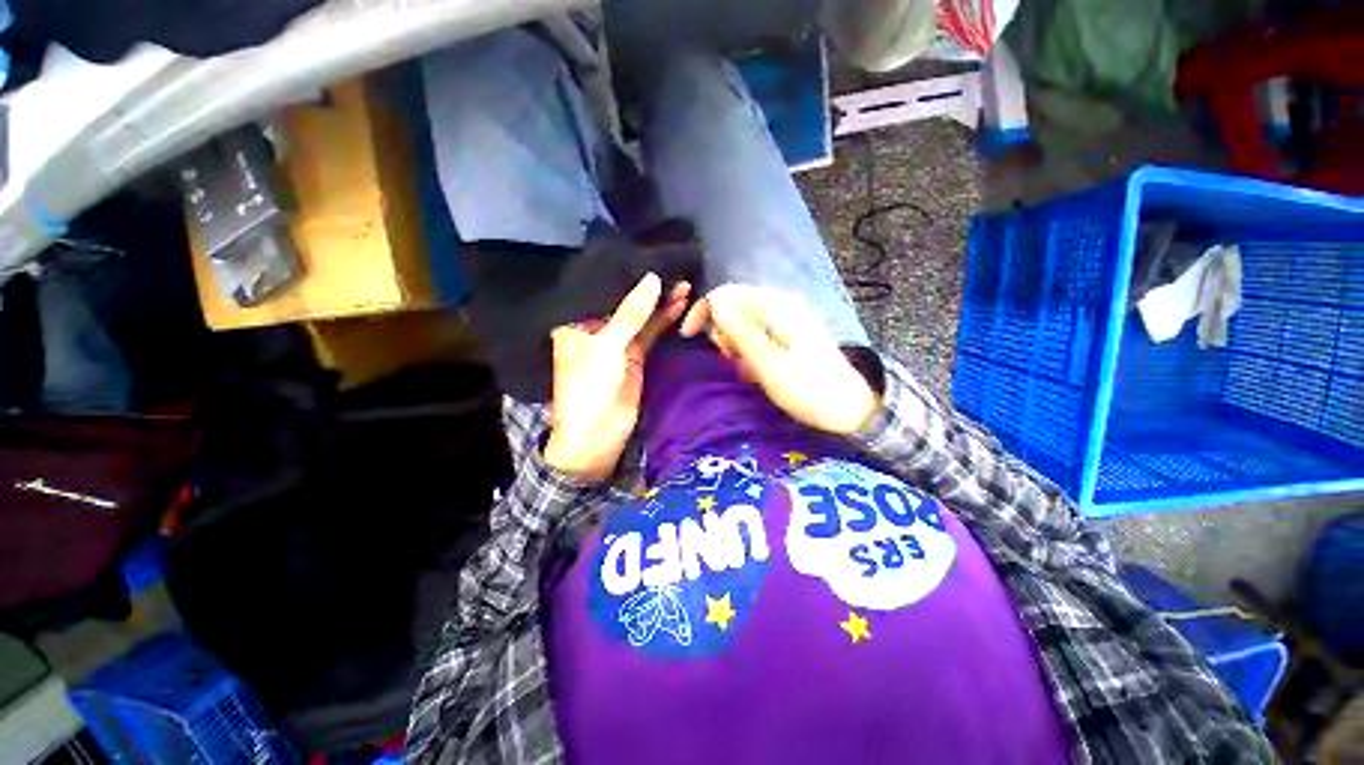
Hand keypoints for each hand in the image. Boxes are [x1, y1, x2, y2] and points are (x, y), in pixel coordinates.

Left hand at [544, 274, 690, 482]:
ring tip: (684, 283)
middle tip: (675, 269)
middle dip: (649, 288)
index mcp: (578, 322)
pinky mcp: (635, 356)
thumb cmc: (590, 389)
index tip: (651, 256)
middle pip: (626, 302)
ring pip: (642, 316)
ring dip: (661, 302)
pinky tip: (679, 304)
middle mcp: (597, 328)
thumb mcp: (608, 347)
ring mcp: (619, 342)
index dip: (627, 274)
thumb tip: (652, 278)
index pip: (604, 289)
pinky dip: (665, 320)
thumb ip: (631, 313)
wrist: (597, 437)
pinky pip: (651, 333)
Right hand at [680, 284, 878, 435]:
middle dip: (722, 330)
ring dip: (735, 341)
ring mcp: (789, 319)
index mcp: (777, 307)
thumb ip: (741, 332)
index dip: (703, 310)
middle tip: (729, 359)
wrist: (849, 409)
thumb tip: (715, 303)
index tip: (689, 336)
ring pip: (745, 320)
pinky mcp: (791, 333)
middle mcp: (783, 305)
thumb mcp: (768, 365)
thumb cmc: (808, 390)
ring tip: (744, 367)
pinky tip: (755, 368)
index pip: (727, 293)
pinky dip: (749, 347)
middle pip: (735, 305)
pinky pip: (759, 332)